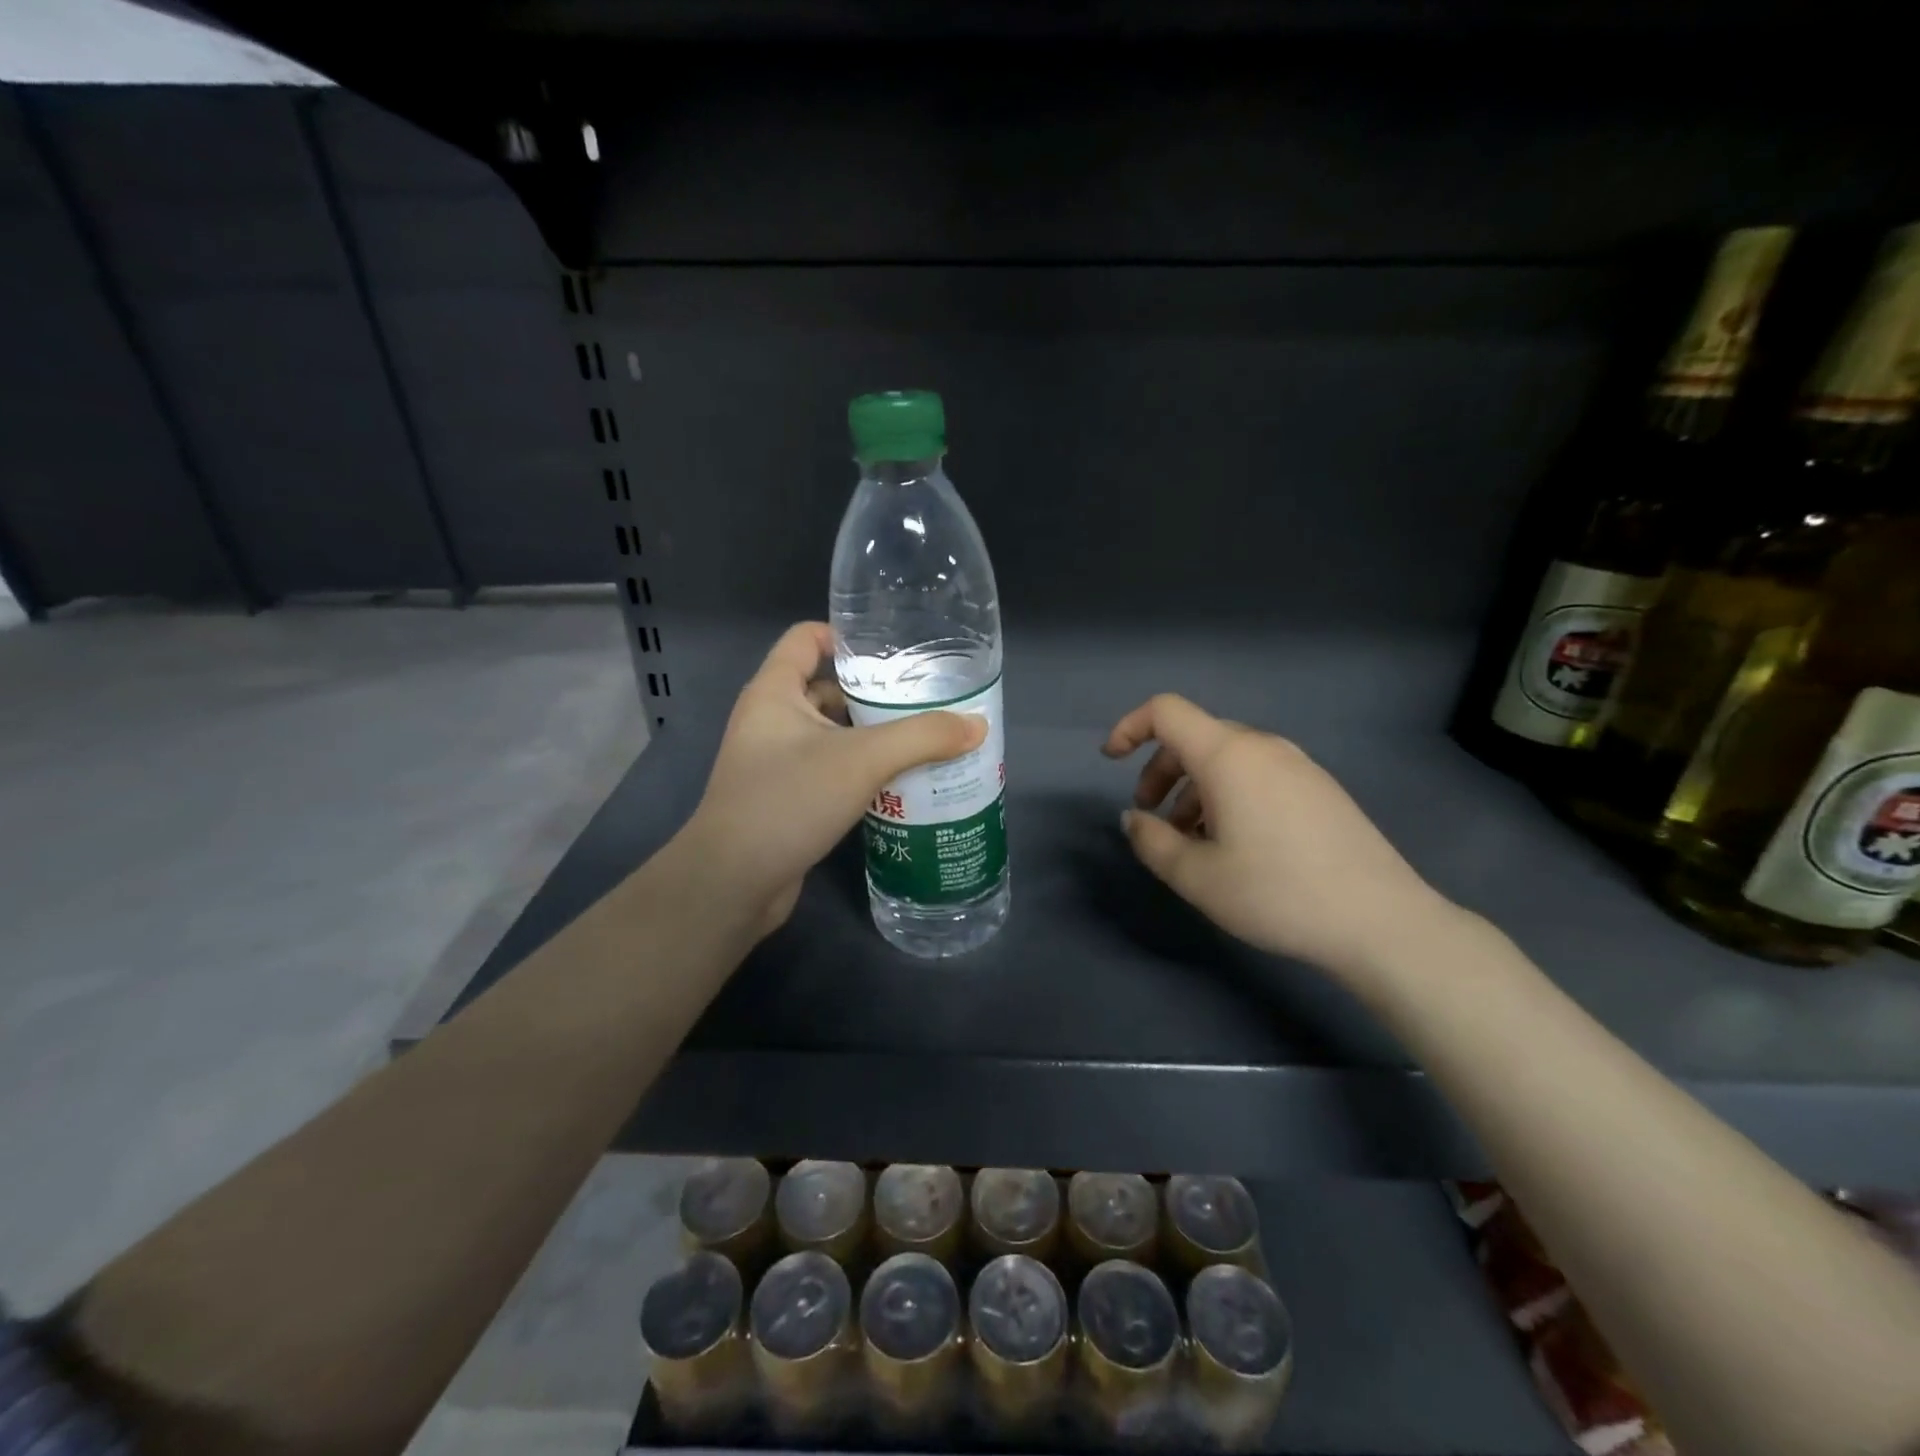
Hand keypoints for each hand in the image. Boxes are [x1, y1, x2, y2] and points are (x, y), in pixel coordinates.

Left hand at [682, 623, 985, 936]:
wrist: (734, 883)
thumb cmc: (788, 800)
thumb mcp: (862, 760)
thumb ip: (923, 737)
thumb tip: (977, 725)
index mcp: (775, 691)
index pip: (806, 638)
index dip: (847, 636)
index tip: (895, 652)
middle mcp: (771, 720)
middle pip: (828, 689)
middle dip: (875, 694)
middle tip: (928, 700)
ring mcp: (777, 762)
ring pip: (834, 735)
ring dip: (874, 737)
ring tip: (928, 740)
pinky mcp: (789, 799)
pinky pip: (832, 771)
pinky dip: (864, 772)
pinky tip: (903, 783)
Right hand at [1102, 693, 1453, 982]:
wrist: (1381, 921)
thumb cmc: (1277, 893)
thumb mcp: (1197, 876)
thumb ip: (1152, 841)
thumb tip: (1134, 818)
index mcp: (1229, 756)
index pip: (1166, 712)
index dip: (1129, 727)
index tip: (1110, 762)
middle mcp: (1263, 747)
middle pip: (1196, 737)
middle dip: (1161, 770)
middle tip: (1152, 817)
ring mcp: (1298, 765)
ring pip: (1227, 759)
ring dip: (1194, 789)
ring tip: (1192, 841)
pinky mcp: (1319, 789)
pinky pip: (1257, 775)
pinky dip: (1228, 795)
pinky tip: (1234, 845)